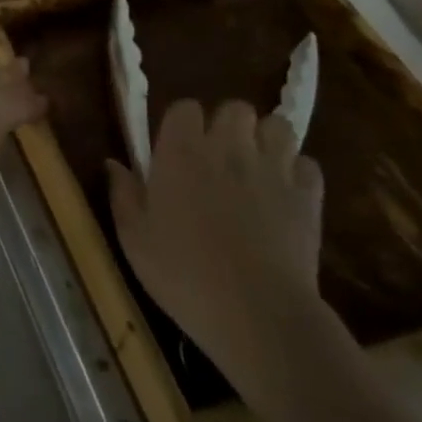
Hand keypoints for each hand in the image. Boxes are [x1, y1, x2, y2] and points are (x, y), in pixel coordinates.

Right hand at [107, 100, 325, 385]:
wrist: (257, 314)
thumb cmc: (183, 273)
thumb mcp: (134, 237)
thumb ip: (122, 194)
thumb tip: (113, 164)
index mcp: (180, 150)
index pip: (185, 107)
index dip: (183, 123)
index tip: (178, 148)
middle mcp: (227, 147)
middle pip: (235, 108)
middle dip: (230, 125)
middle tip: (220, 156)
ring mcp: (272, 169)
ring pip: (277, 127)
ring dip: (267, 141)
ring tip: (257, 167)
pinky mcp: (308, 197)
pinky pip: (309, 165)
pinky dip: (299, 174)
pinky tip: (286, 194)